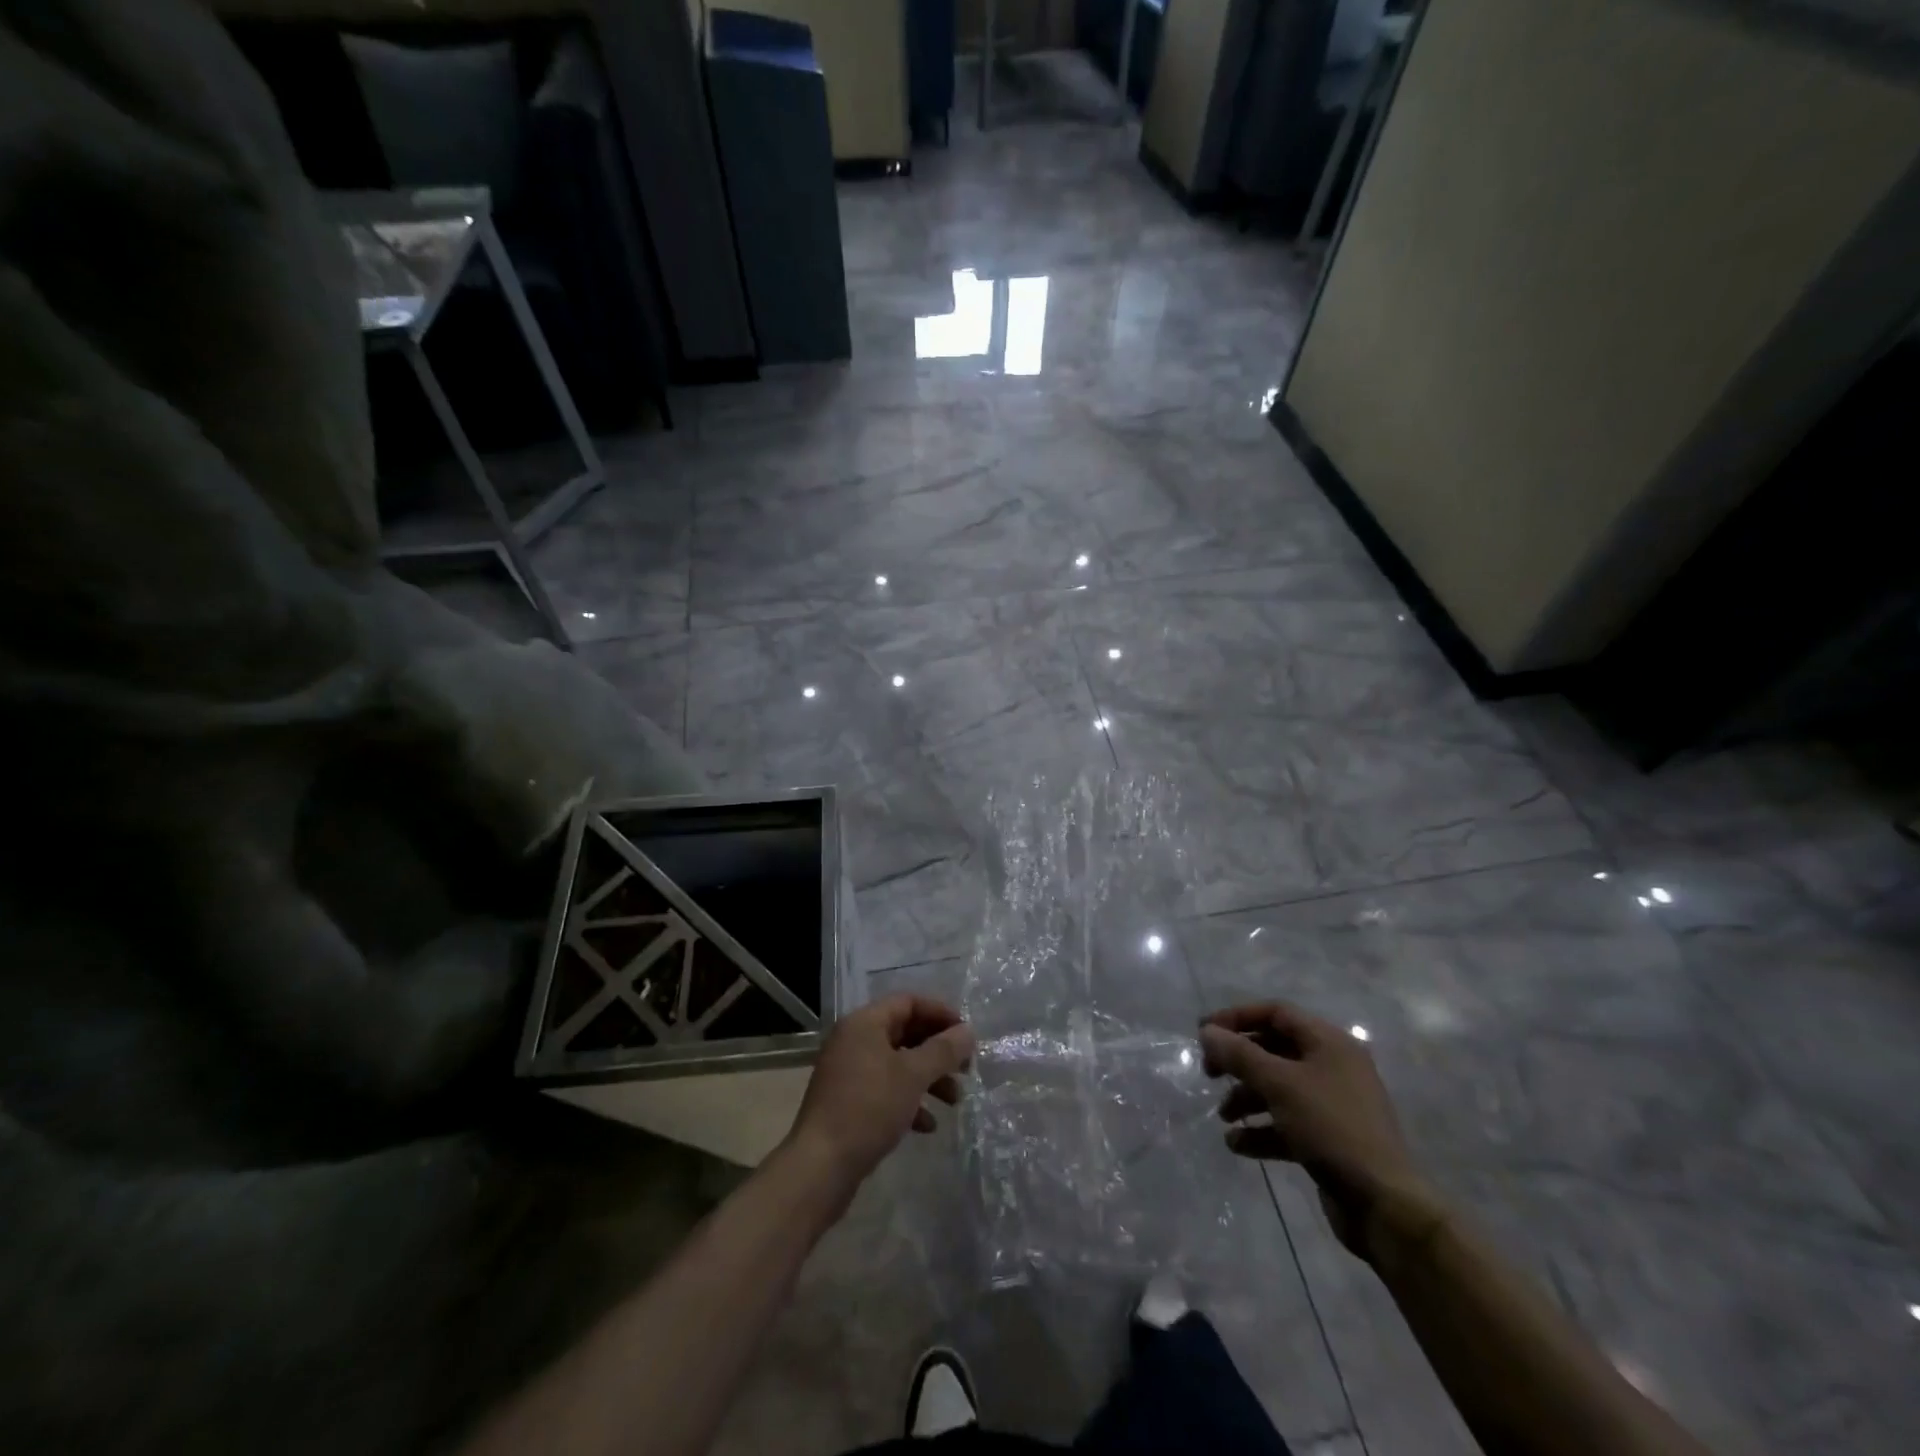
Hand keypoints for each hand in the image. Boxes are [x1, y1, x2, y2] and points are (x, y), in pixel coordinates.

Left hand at [785, 993, 975, 1193]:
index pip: (908, 1002)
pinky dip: (909, 1101)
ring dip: (928, 1078)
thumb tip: (968, 1031)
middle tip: (966, 1068)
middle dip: (937, 1050)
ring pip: (897, 1064)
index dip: (940, 1013)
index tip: (966, 1033)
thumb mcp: (913, 1075)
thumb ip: (943, 1050)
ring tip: (954, 1101)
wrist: (821, 1166)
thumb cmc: (869, 1108)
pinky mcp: (848, 1102)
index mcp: (864, 1024)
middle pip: (904, 1032)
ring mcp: (848, 1073)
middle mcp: (853, 1041)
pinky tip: (928, 1125)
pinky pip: (885, 1090)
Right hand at [1199, 1002, 1431, 1260]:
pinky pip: (1288, 1123)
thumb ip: (1240, 1054)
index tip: (1204, 1033)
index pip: (1276, 1012)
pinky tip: (1237, 1144)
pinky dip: (1262, 1129)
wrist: (1384, 1205)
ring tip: (1224, 1117)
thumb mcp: (1279, 1084)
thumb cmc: (1331, 1127)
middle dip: (1239, 1062)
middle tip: (1210, 1074)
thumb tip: (1207, 1031)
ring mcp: (1333, 1104)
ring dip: (1247, 1098)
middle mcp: (1333, 1066)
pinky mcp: (1330, 1139)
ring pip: (1279, 1088)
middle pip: (1275, 1050)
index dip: (1237, 1018)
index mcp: (1329, 1043)